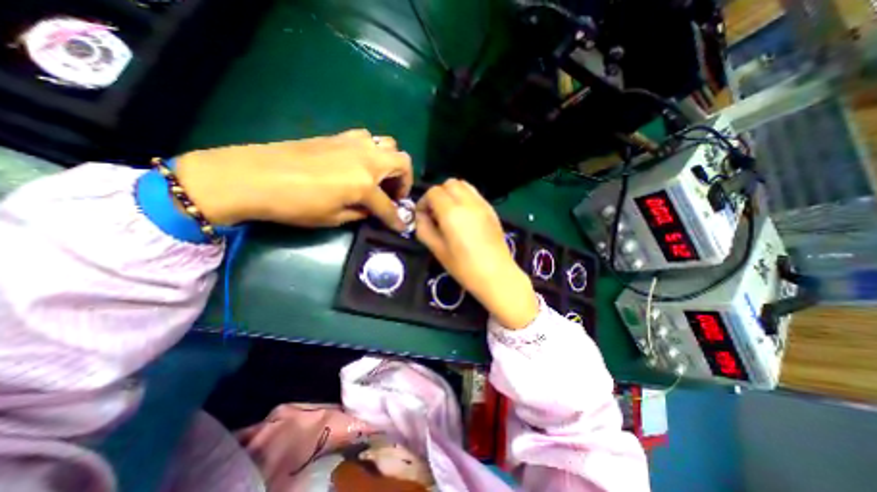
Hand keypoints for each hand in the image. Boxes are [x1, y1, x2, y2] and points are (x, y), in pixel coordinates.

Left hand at [174, 128, 414, 231]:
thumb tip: (372, 210)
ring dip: (389, 162)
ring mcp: (353, 143)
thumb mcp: (333, 217)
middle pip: (402, 162)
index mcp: (364, 183)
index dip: (397, 220)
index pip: (389, 206)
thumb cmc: (296, 204)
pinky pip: (367, 139)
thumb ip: (360, 213)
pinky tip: (359, 164)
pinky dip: (372, 152)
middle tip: (394, 194)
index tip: (403, 227)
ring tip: (379, 177)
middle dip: (405, 181)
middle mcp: (366, 159)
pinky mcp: (339, 136)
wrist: (254, 176)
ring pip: (388, 144)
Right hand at [416, 177, 537, 329]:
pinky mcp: (491, 209)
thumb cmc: (464, 267)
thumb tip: (421, 216)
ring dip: (452, 193)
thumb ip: (424, 229)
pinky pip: (474, 194)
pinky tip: (464, 216)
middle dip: (438, 195)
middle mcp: (468, 202)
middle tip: (436, 213)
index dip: (424, 202)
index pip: (433, 192)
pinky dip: (465, 197)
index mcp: (452, 213)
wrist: (496, 275)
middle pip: (448, 184)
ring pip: (463, 185)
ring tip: (450, 212)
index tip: (423, 216)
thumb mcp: (437, 250)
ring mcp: (482, 204)